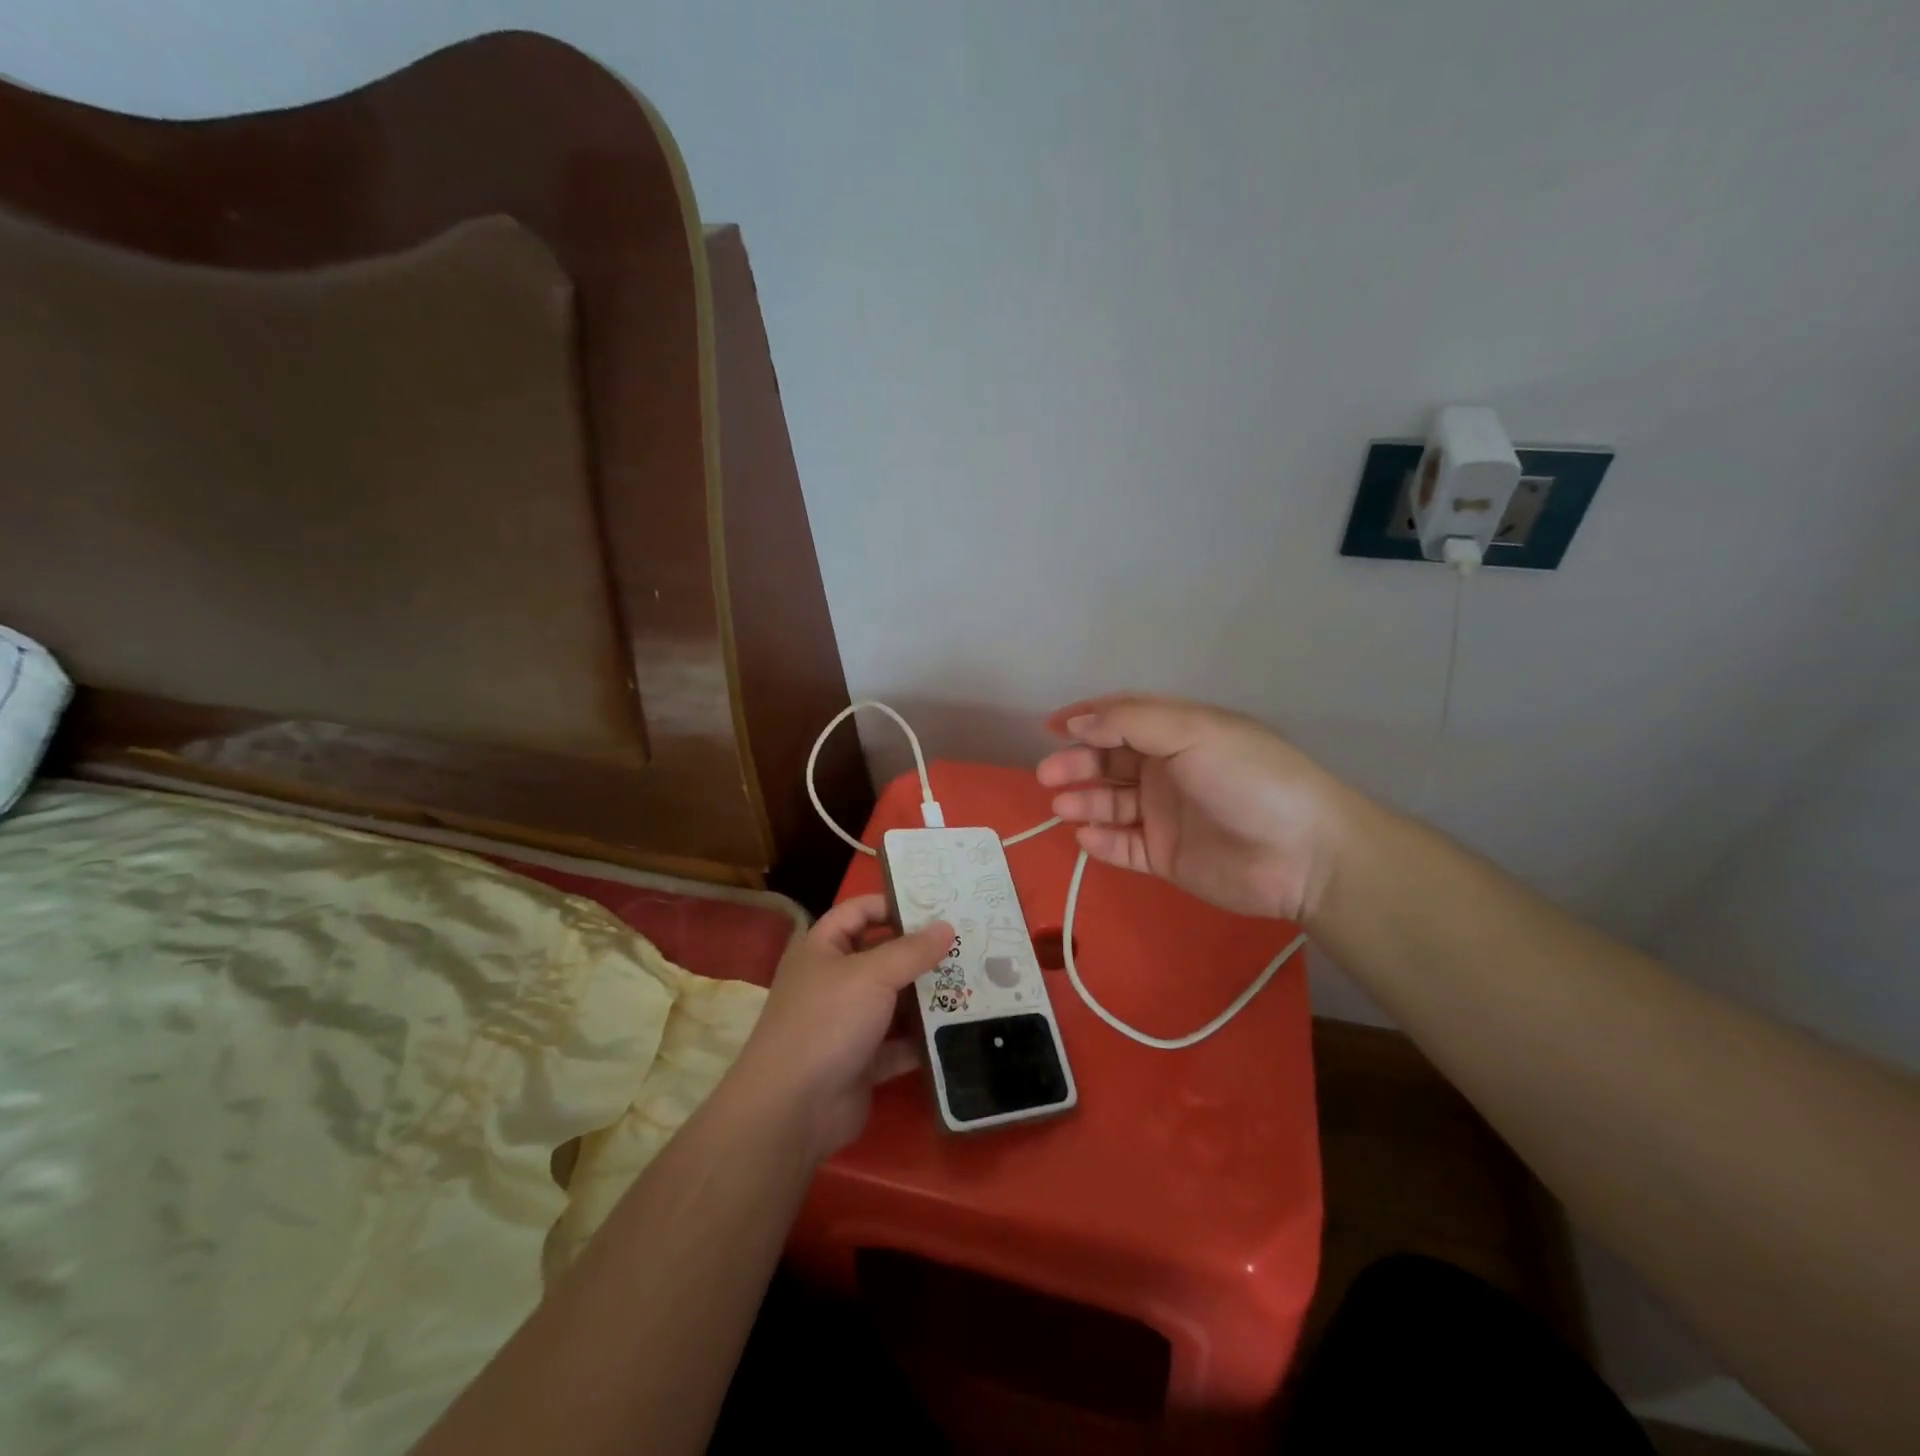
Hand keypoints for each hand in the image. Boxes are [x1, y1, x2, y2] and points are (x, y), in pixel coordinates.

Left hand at [733, 895, 950, 1160]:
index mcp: (822, 949)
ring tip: (973, 982)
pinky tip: (959, 1029)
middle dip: (920, 952)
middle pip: (881, 956)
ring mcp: (846, 1023)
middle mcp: (832, 981)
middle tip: (967, 944)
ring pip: (893, 1001)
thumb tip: (947, 927)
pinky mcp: (862, 1062)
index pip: (858, 912)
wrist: (793, 1109)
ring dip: (927, 996)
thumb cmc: (827, 1021)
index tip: (936, 906)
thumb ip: (912, 950)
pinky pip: (899, 1043)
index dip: (892, 904)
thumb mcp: (872, 975)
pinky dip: (923, 1039)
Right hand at [1036, 694, 1350, 921]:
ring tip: (1063, 806)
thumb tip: (1075, 721)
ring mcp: (1165, 815)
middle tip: (1049, 775)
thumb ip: (1129, 723)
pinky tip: (1087, 837)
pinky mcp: (1166, 856)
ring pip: (1110, 804)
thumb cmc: (1248, 778)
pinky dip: (1102, 842)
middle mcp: (1168, 770)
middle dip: (1077, 764)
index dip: (1086, 719)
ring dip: (1083, 801)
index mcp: (1178, 733)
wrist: (1303, 854)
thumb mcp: (1192, 732)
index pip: (1122, 719)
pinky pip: (1123, 846)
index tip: (1050, 728)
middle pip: (1109, 762)